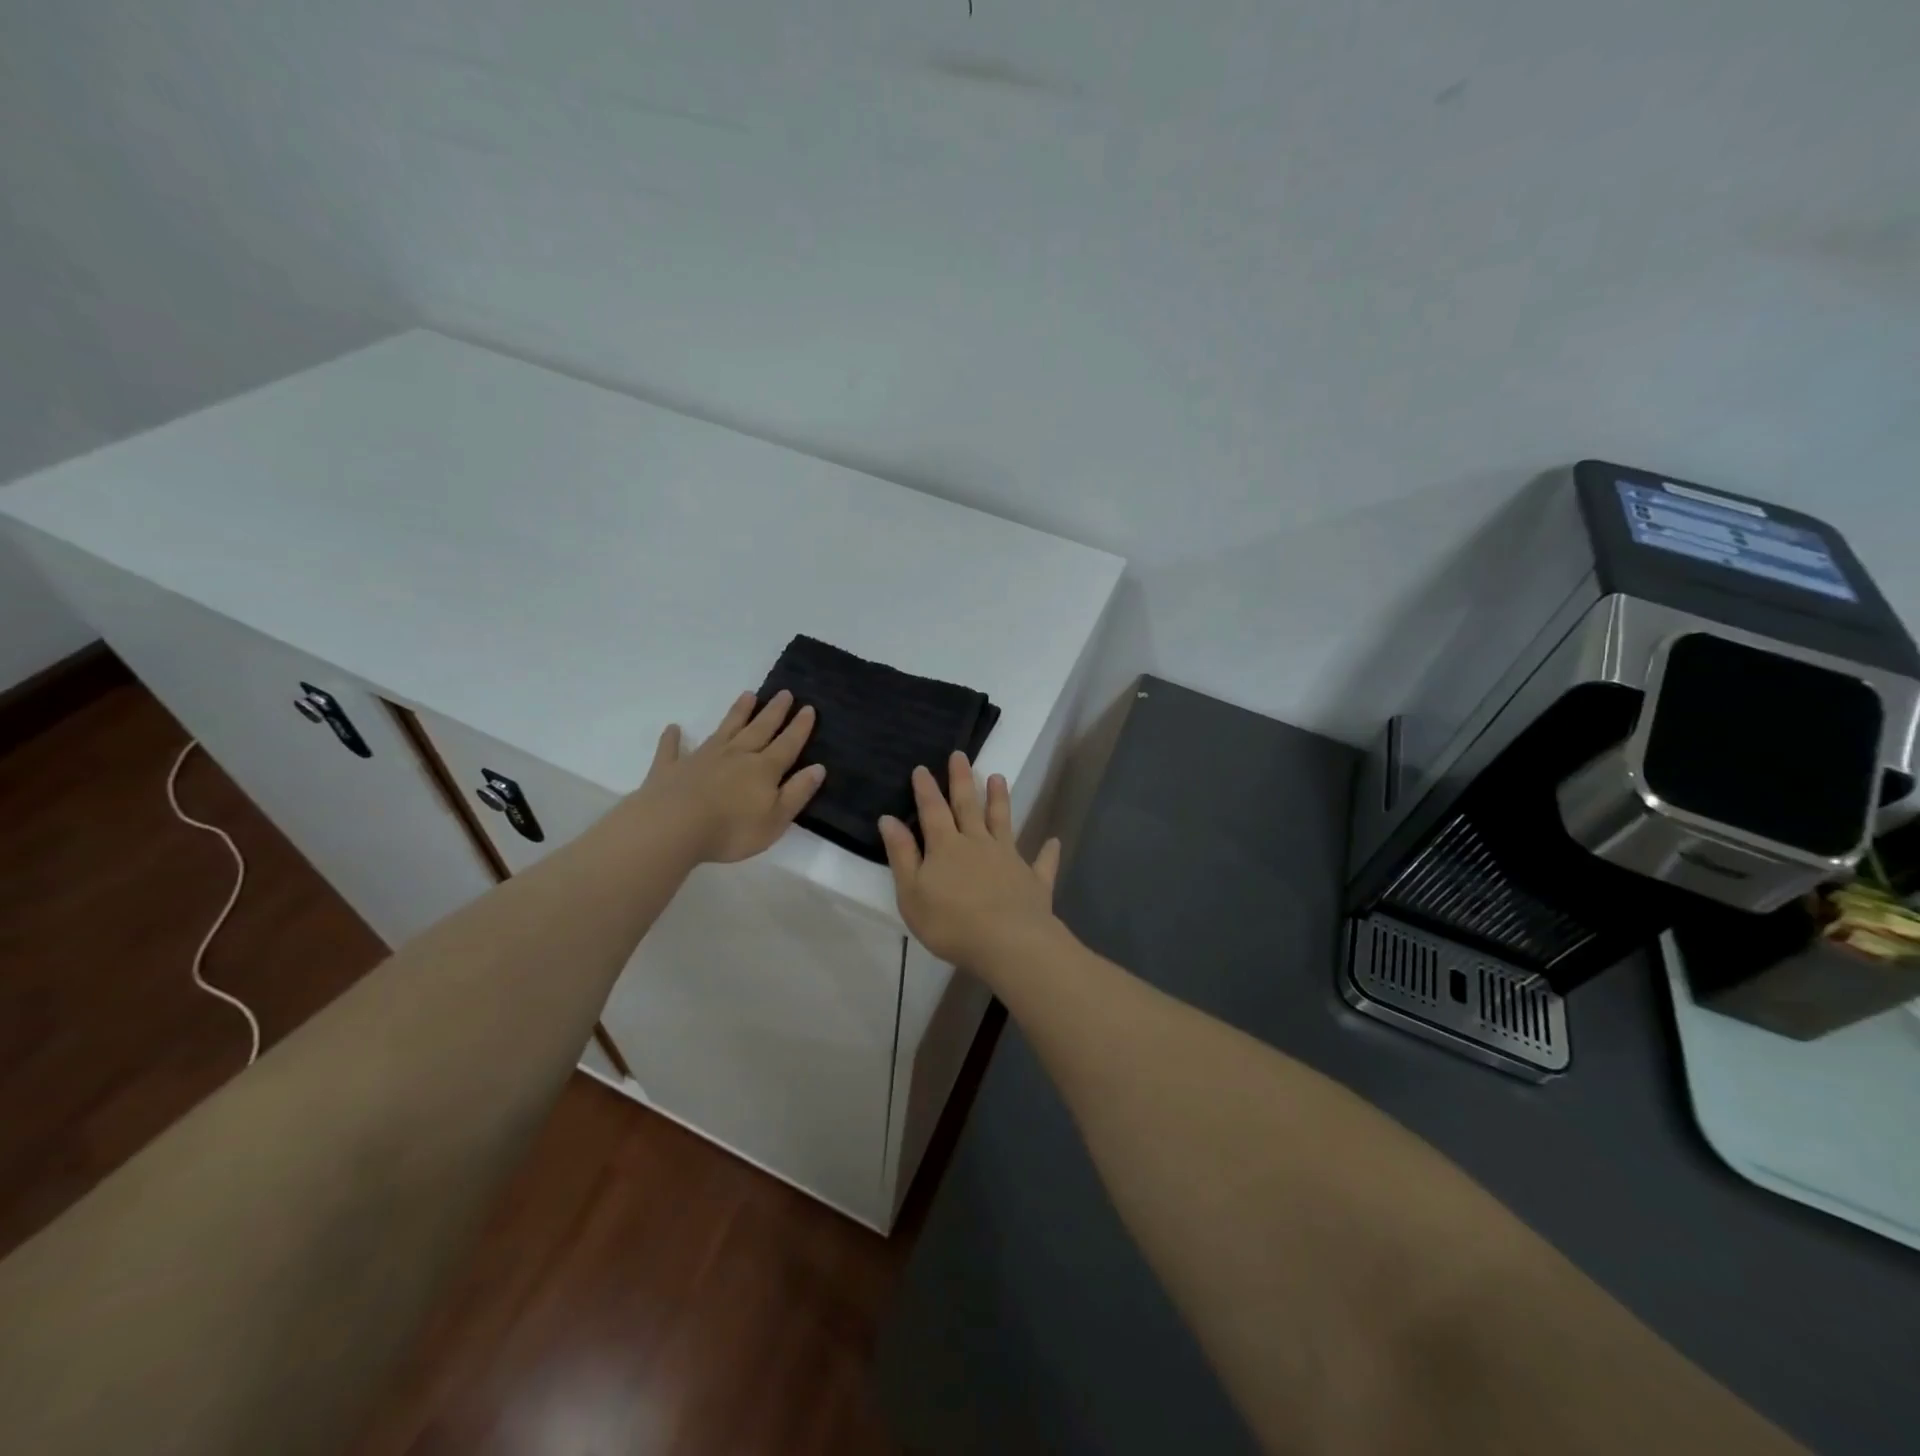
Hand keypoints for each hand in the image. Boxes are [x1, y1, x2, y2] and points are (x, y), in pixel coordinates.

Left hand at [633, 690, 825, 863]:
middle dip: (774, 712)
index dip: (799, 727)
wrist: (673, 828)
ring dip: (737, 713)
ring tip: (748, 695)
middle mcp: (736, 756)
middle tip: (784, 693)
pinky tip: (673, 728)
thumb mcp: (776, 819)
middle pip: (759, 729)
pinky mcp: (671, 769)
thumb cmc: (731, 830)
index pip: (787, 744)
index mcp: (763, 769)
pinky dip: (673, 739)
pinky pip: (672, 749)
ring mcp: (702, 759)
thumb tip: (818, 768)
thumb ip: (797, 792)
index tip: (808, 708)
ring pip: (725, 730)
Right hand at [879, 751, 1062, 967]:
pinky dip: (1048, 852)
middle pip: (968, 806)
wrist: (1007, 942)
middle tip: (960, 755)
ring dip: (1000, 800)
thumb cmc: (951, 922)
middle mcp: (978, 843)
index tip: (922, 767)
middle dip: (962, 780)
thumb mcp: (912, 892)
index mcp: (946, 847)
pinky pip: (1042, 863)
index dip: (926, 789)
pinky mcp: (1034, 880)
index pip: (933, 811)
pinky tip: (1054, 842)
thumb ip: (902, 855)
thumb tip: (888, 819)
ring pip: (1003, 822)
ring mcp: (1009, 859)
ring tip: (998, 777)